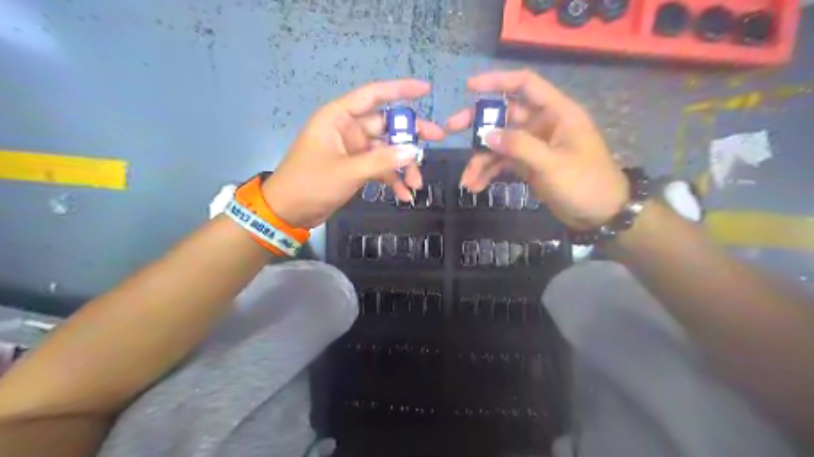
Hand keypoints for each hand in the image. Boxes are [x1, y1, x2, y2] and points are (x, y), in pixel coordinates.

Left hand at [263, 78, 444, 227]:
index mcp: (339, 118)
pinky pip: (380, 168)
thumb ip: (381, 160)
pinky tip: (404, 195)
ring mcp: (353, 150)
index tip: (425, 90)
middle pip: (386, 125)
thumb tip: (414, 151)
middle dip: (410, 135)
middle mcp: (348, 129)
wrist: (288, 212)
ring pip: (386, 150)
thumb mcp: (348, 171)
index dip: (400, 89)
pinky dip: (392, 180)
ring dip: (403, 165)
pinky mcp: (355, 168)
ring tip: (418, 183)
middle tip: (437, 139)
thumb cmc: (311, 183)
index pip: (373, 95)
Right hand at [444, 70, 628, 231]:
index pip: (525, 85)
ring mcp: (534, 146)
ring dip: (481, 160)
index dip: (498, 81)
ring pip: (499, 144)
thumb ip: (519, 146)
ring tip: (466, 179)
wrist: (600, 214)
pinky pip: (503, 163)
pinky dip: (489, 173)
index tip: (469, 88)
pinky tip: (476, 186)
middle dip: (478, 124)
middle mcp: (542, 125)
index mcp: (556, 113)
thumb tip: (487, 134)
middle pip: (504, 116)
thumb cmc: (585, 183)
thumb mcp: (552, 164)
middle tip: (451, 129)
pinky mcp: (528, 165)